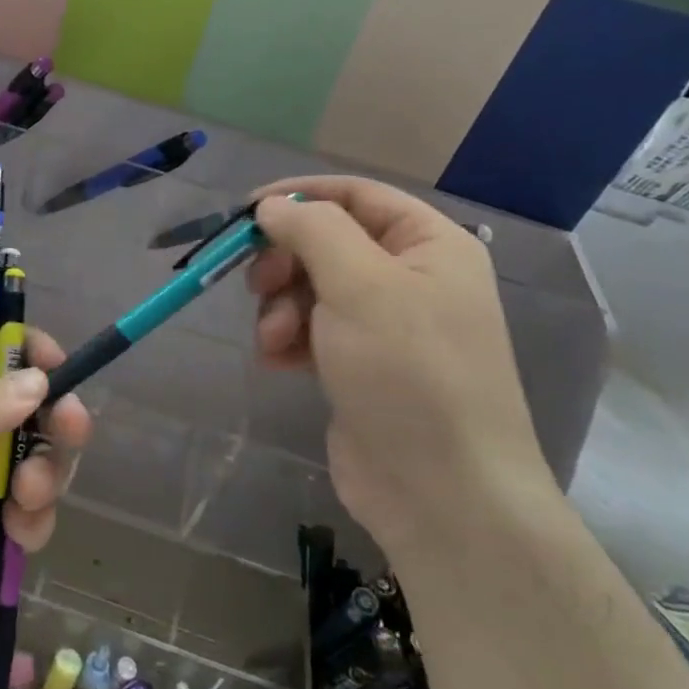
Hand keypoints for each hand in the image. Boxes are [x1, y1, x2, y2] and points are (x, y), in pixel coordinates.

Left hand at [0, 329, 90, 657]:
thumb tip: (40, 383)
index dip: (32, 353)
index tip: (56, 369)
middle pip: (34, 407)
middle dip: (57, 418)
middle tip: (70, 429)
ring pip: (40, 462)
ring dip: (49, 474)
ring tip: (28, 496)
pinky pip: (28, 517)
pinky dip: (34, 522)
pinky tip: (18, 533)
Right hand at [248, 177, 553, 552]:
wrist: (442, 494)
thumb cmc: (408, 372)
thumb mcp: (360, 284)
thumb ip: (312, 230)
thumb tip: (272, 206)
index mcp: (429, 244)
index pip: (356, 195)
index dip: (299, 195)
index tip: (246, 211)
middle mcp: (411, 277)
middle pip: (328, 242)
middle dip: (286, 262)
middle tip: (258, 285)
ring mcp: (386, 326)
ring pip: (312, 288)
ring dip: (282, 307)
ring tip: (276, 340)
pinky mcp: (360, 365)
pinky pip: (312, 330)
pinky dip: (289, 339)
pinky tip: (279, 362)